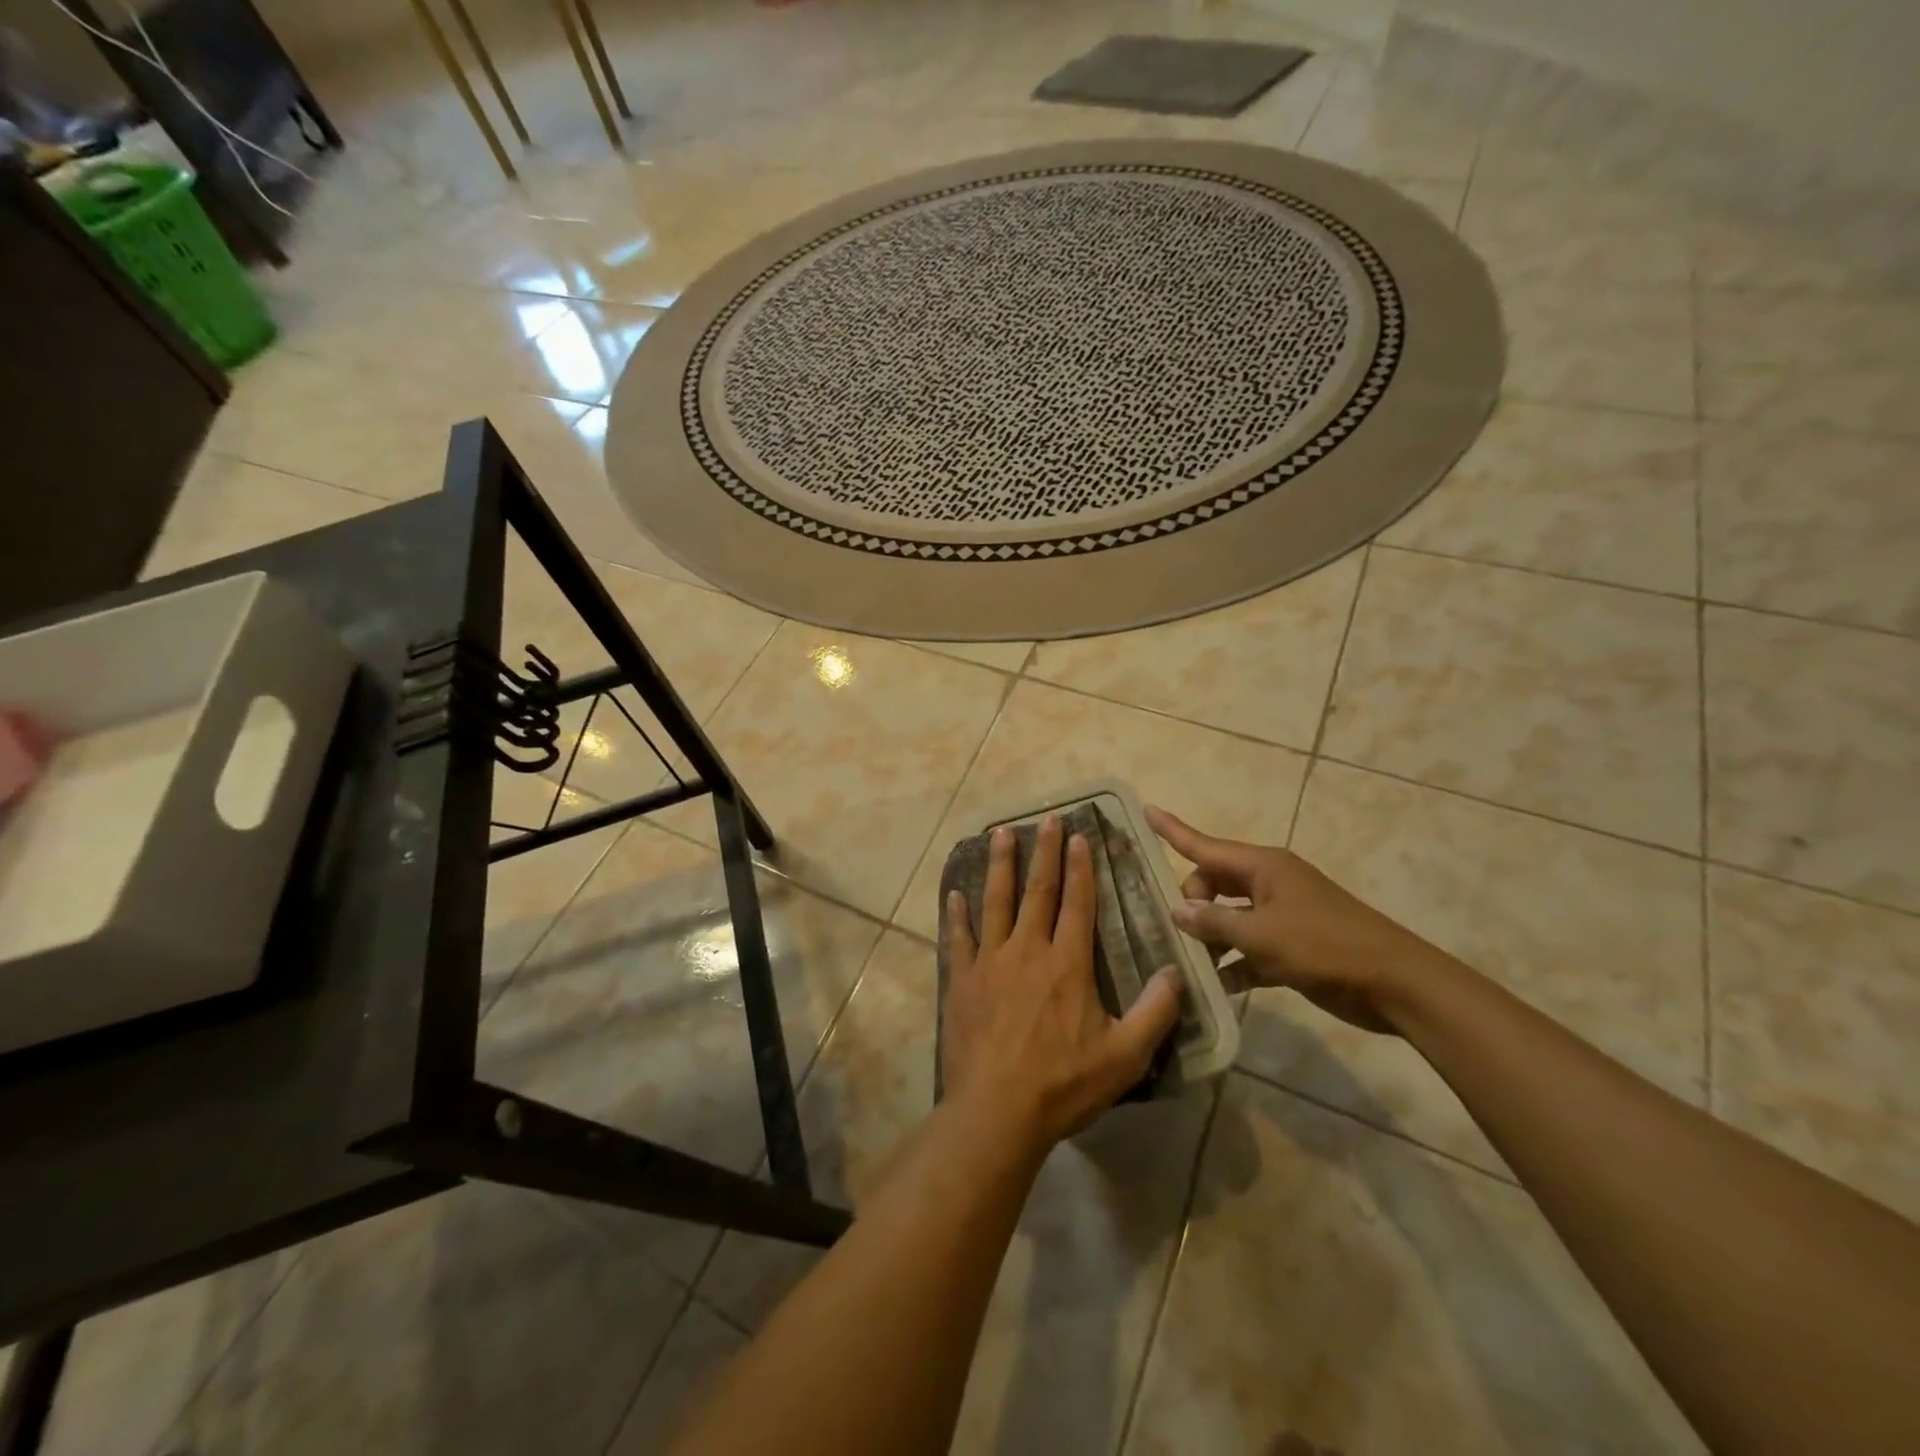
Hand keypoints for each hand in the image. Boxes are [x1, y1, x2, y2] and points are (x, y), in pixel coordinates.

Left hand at [943, 815, 1183, 1149]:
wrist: (997, 1112)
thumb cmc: (1063, 1084)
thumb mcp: (1125, 1056)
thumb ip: (1155, 1012)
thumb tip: (1176, 971)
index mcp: (1067, 964)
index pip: (1077, 903)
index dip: (1080, 867)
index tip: (1080, 835)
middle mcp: (1027, 950)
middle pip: (1037, 891)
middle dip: (1044, 852)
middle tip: (1047, 818)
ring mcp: (990, 963)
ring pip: (995, 902)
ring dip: (999, 866)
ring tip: (1000, 833)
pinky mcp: (962, 981)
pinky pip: (958, 939)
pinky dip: (956, 915)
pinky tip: (954, 894)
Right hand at [1146, 806, 1441, 1034]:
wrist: (1394, 984)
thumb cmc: (1324, 947)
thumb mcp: (1261, 934)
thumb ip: (1214, 922)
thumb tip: (1177, 910)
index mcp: (1263, 867)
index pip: (1205, 845)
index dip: (1173, 830)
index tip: (1146, 810)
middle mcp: (1268, 884)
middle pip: (1213, 883)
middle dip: (1191, 902)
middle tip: (1179, 932)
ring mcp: (1281, 915)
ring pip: (1229, 917)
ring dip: (1210, 937)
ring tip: (1185, 962)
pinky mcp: (1292, 947)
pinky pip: (1249, 948)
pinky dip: (1233, 963)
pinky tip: (1213, 986)